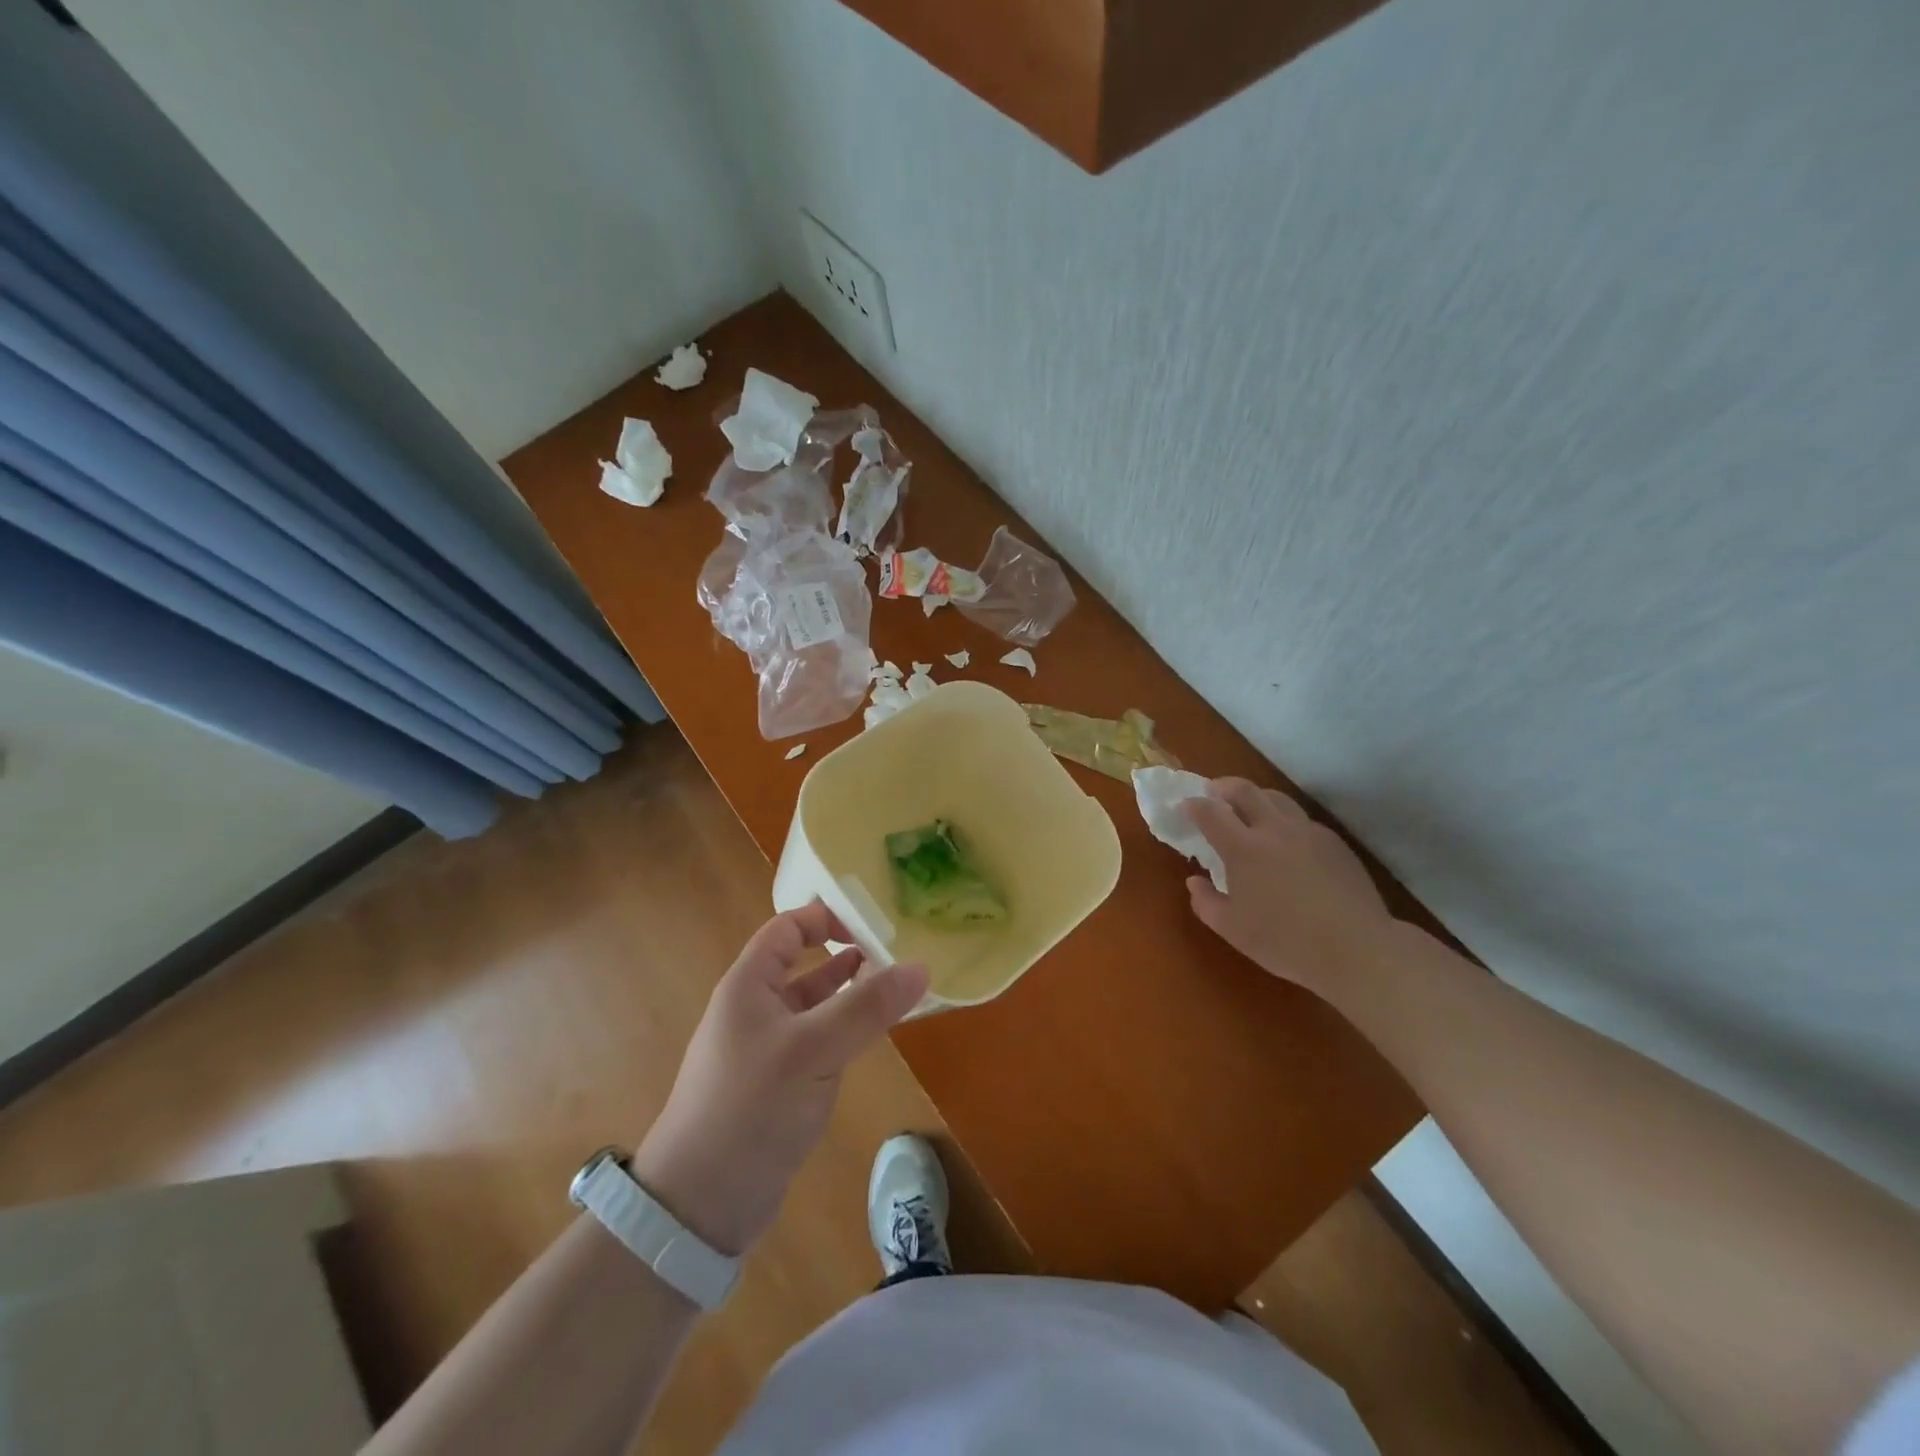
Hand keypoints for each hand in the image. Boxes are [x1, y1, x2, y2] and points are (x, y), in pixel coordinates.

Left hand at [630, 903, 928, 1257]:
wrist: (700, 1204)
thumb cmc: (752, 1107)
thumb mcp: (814, 1050)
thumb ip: (867, 1007)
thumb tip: (921, 967)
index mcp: (749, 986)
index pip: (786, 929)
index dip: (824, 917)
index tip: (871, 922)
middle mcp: (753, 1009)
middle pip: (800, 964)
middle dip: (844, 953)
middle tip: (893, 952)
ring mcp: (763, 1049)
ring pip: (810, 1006)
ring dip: (846, 993)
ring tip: (890, 987)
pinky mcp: (775, 1085)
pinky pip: (813, 1042)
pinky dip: (841, 1030)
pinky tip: (868, 1036)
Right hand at [1183, 777, 1392, 998]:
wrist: (1356, 949)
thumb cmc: (1285, 941)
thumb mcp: (1232, 930)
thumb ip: (1206, 902)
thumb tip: (1195, 881)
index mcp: (1243, 848)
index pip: (1210, 811)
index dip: (1193, 804)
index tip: (1185, 806)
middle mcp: (1274, 830)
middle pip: (1245, 789)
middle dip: (1223, 786)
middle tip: (1213, 794)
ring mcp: (1308, 832)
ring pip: (1277, 798)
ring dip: (1256, 797)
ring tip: (1249, 811)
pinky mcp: (1334, 842)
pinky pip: (1302, 819)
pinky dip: (1285, 820)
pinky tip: (1286, 843)